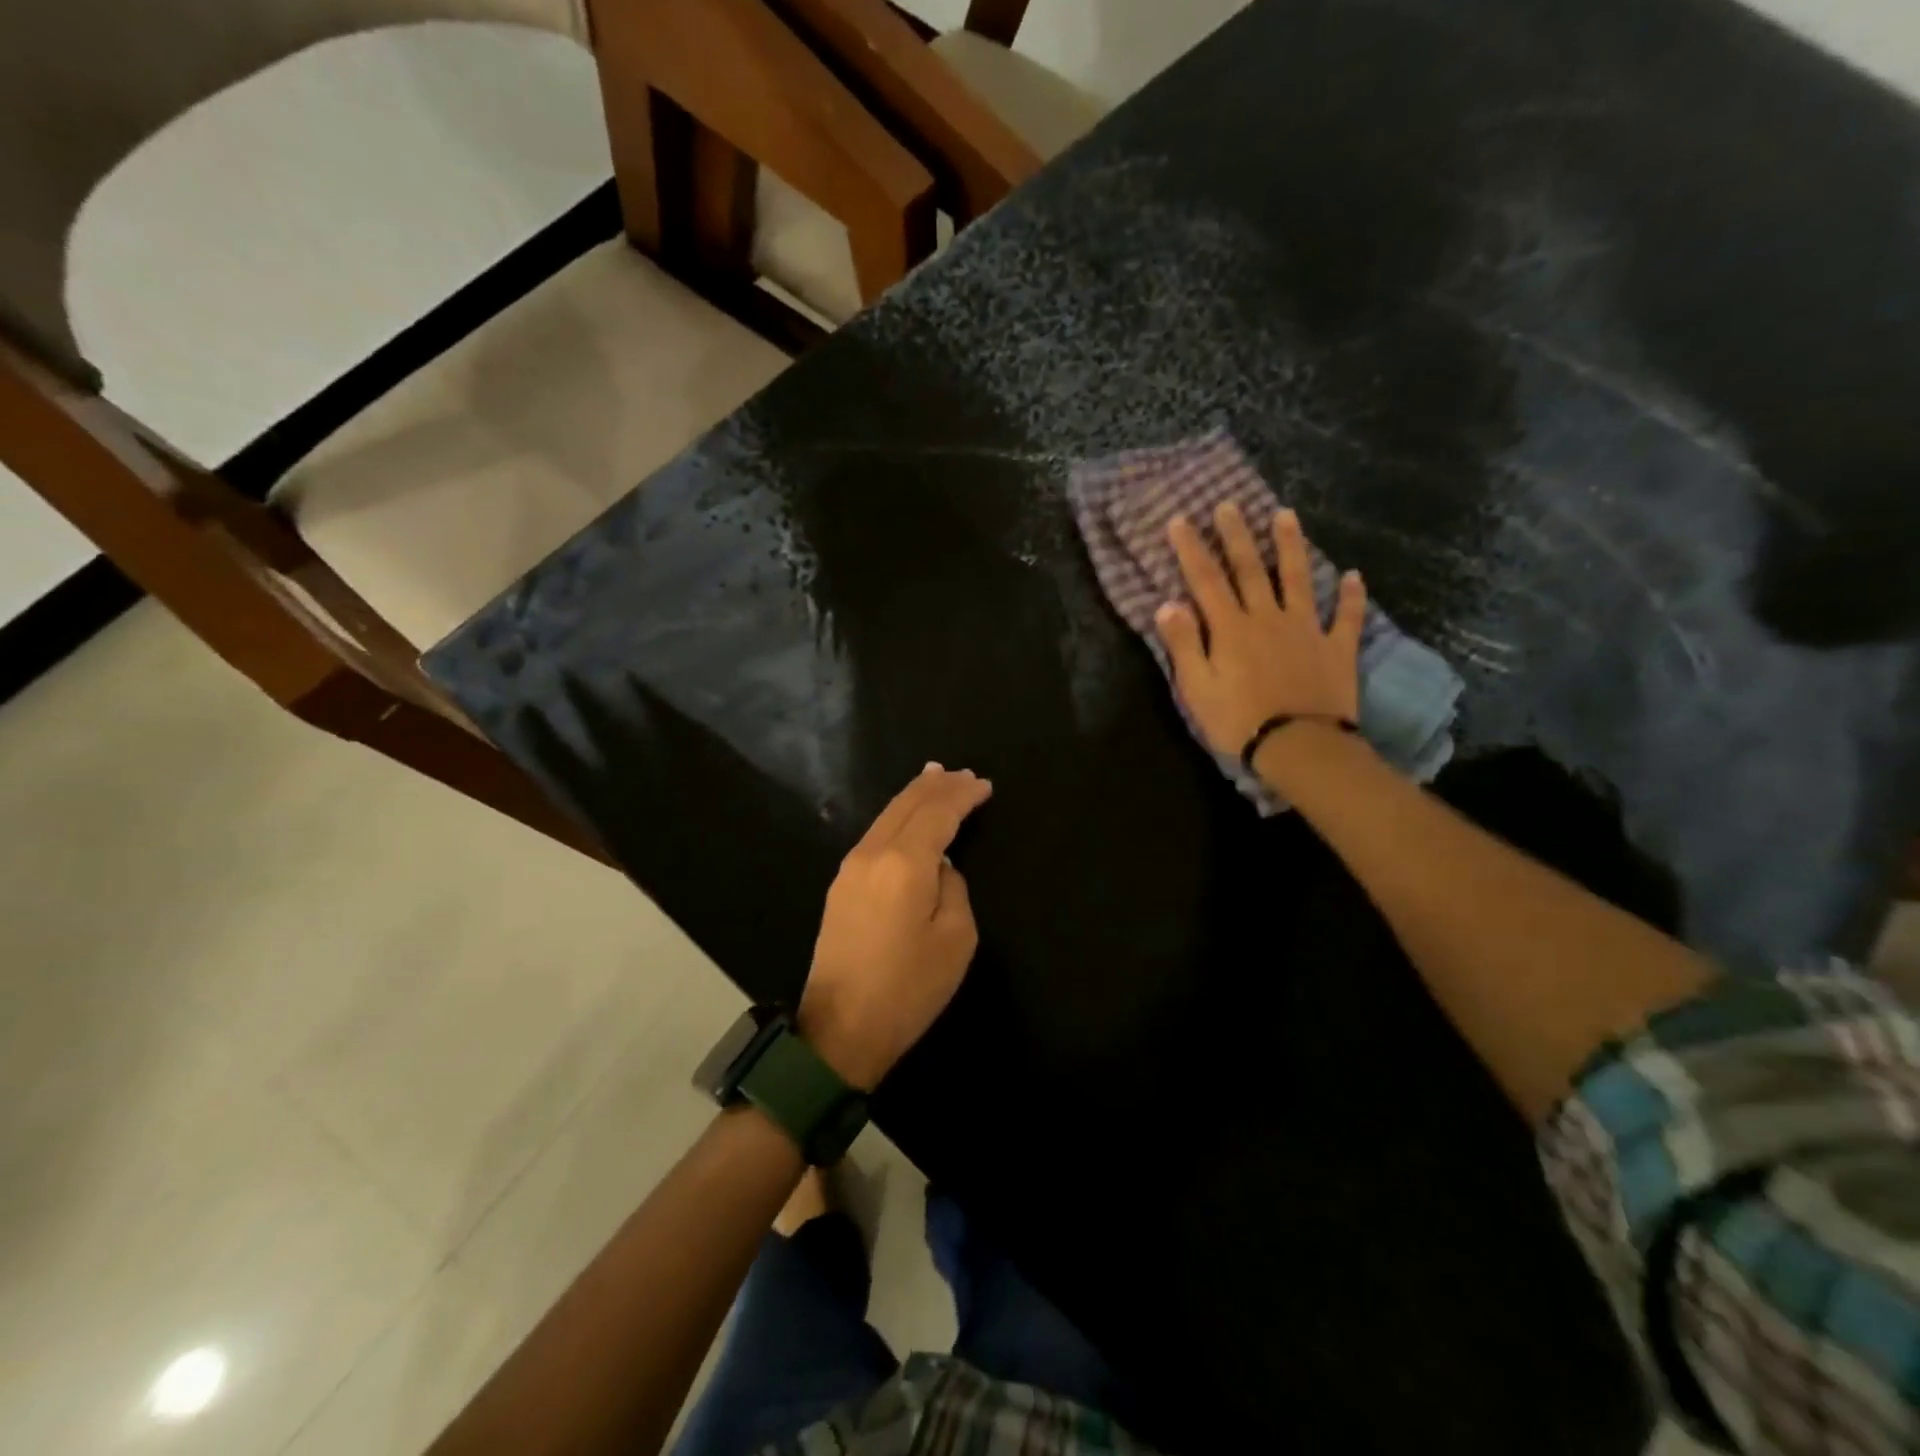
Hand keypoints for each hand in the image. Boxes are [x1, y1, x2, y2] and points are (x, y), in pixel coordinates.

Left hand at [798, 765, 993, 1089]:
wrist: (840, 1030)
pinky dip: (897, 816)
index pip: (938, 813)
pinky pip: (875, 834)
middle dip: (937, 786)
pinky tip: (906, 816)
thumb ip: (953, 888)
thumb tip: (940, 866)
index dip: (963, 796)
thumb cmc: (908, 988)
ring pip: (886, 816)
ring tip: (935, 779)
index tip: (985, 785)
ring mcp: (850, 868)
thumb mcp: (955, 939)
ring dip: (914, 797)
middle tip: (964, 774)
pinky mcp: (840, 885)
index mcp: (905, 863)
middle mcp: (873, 853)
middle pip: (907, 805)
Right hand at [1154, 503, 1366, 758]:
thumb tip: (1168, 604)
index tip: (1180, 520)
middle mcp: (1268, 617)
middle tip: (1229, 504)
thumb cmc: (1238, 721)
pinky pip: (1345, 617)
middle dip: (1237, 535)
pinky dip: (1350, 596)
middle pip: (1251, 569)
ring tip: (1287, 516)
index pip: (1206, 580)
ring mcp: (1306, 629)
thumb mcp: (1197, 688)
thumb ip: (1183, 644)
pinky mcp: (1336, 648)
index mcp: (1231, 628)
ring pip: (1298, 579)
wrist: (1299, 746)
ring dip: (1291, 546)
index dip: (1191, 549)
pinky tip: (1353, 576)